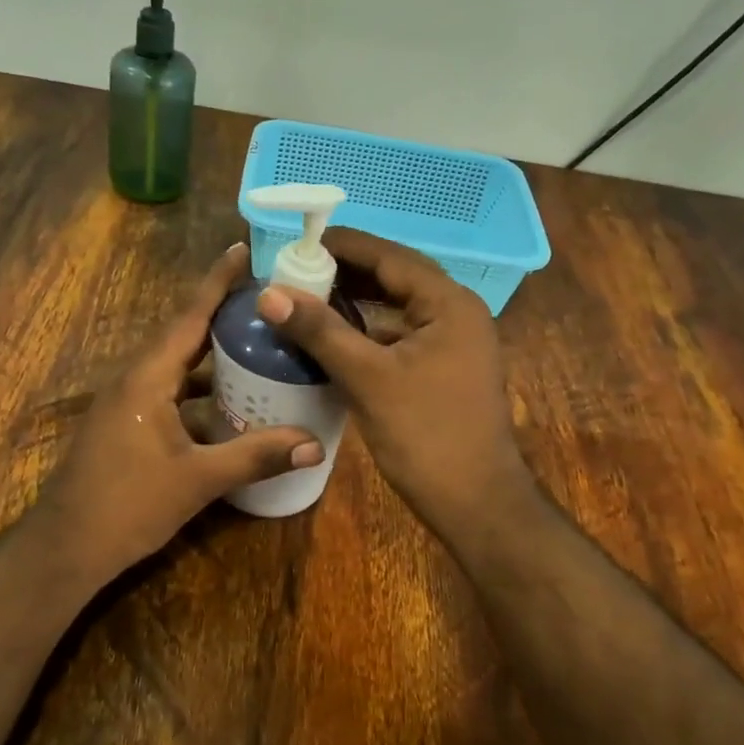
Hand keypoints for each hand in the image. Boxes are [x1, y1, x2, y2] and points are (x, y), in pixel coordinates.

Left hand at [30, 244, 321, 586]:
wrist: (66, 548)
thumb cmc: (127, 506)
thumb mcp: (197, 480)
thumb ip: (255, 458)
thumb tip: (315, 444)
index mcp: (147, 378)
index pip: (189, 317)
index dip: (217, 283)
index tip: (243, 250)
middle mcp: (135, 380)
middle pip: (184, 336)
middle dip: (223, 315)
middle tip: (268, 300)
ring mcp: (128, 403)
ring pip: (177, 367)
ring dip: (213, 355)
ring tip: (259, 345)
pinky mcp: (128, 425)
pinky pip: (171, 393)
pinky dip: (202, 389)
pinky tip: (232, 404)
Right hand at [254, 228, 532, 533]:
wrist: (474, 502)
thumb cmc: (425, 434)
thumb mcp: (368, 378)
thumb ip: (320, 331)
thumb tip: (269, 293)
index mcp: (448, 304)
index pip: (390, 256)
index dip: (344, 246)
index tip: (298, 241)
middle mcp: (456, 314)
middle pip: (395, 278)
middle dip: (347, 273)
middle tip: (296, 270)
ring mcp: (452, 344)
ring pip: (396, 309)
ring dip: (356, 303)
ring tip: (307, 298)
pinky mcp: (443, 370)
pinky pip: (399, 337)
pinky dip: (367, 333)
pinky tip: (332, 339)